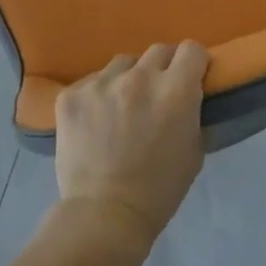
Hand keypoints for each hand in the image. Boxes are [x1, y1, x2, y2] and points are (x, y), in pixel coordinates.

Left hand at [54, 42, 208, 247]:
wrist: (104, 214)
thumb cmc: (159, 189)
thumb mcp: (194, 152)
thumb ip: (193, 115)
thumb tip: (190, 98)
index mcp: (175, 90)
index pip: (191, 50)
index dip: (194, 63)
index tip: (190, 77)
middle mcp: (139, 77)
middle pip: (158, 51)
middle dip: (163, 68)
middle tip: (158, 93)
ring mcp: (101, 83)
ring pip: (122, 64)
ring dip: (128, 78)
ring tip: (122, 106)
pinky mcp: (71, 95)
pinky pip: (91, 82)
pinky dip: (98, 96)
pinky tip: (95, 121)